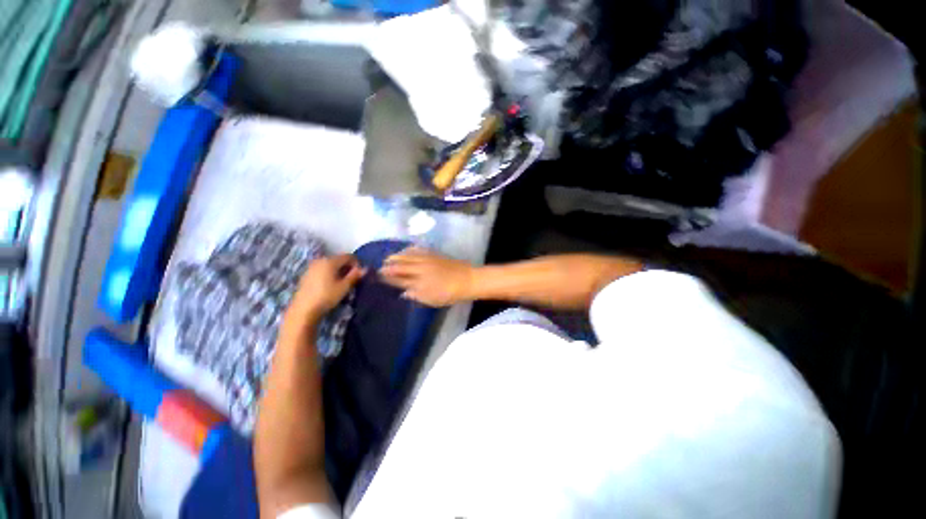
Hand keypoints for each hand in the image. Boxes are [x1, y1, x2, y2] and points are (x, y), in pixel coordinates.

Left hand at [286, 254, 365, 328]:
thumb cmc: (327, 297)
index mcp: (330, 261)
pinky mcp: (306, 275)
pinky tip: (330, 285)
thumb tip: (365, 269)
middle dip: (347, 267)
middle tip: (352, 279)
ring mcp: (312, 267)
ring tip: (342, 282)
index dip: (357, 263)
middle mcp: (320, 260)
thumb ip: (355, 276)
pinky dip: (329, 273)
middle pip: (339, 259)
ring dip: (339, 270)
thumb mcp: (344, 287)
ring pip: (330, 264)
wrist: (303, 310)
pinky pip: (322, 269)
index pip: (349, 256)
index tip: (360, 274)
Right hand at [380, 247, 474, 306]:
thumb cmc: (450, 294)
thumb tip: (404, 293)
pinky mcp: (434, 254)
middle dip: (389, 266)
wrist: (467, 279)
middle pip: (401, 266)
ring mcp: (427, 260)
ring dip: (397, 256)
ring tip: (389, 257)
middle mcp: (420, 270)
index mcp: (419, 283)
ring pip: (408, 257)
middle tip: (381, 266)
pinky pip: (418, 250)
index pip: (399, 280)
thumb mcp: (432, 300)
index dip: (389, 278)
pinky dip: (410, 250)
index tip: (380, 276)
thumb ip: (416, 296)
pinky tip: (406, 249)